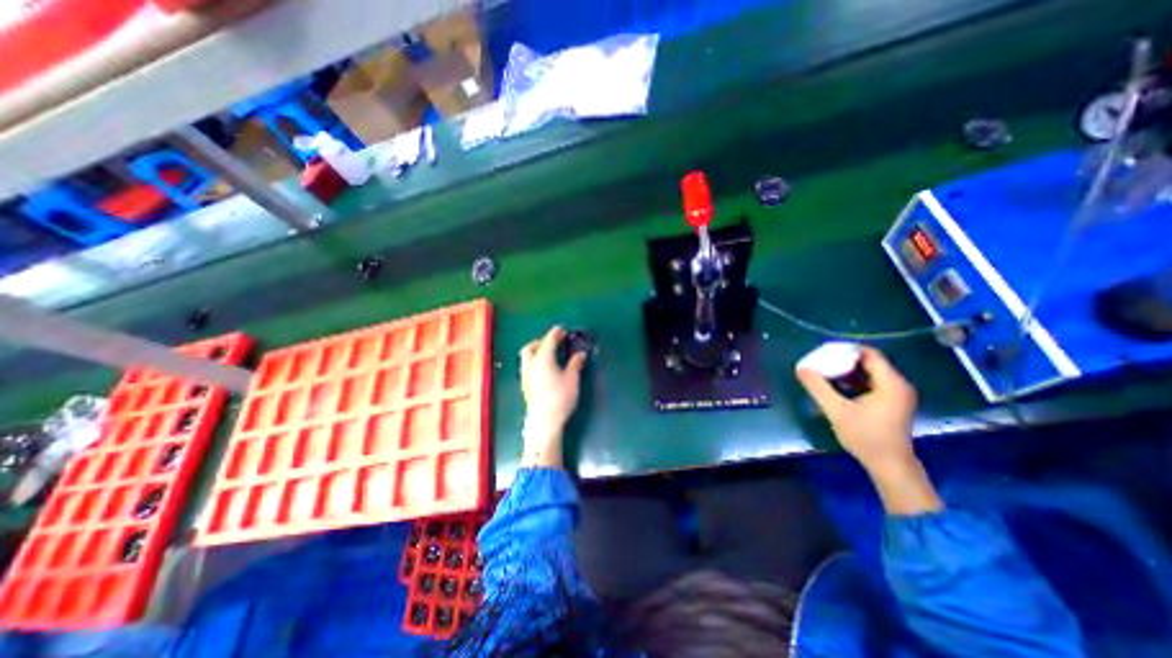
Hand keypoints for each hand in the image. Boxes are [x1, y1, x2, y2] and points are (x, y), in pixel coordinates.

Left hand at [517, 326, 585, 464]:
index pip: (548, 341)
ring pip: (526, 357)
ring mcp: (525, 375)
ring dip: (535, 351)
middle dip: (540, 341)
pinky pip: (527, 366)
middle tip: (553, 342)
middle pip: (530, 347)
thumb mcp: (572, 379)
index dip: (556, 333)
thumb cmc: (560, 397)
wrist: (544, 421)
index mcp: (543, 359)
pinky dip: (534, 362)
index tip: (562, 330)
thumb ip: (575, 364)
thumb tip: (580, 354)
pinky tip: (544, 369)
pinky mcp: (525, 385)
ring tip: (548, 355)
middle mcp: (530, 364)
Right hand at [797, 348, 940, 515]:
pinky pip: (872, 383)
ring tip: (825, 373)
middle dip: (844, 360)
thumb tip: (801, 368)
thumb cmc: (865, 437)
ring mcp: (897, 395)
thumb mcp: (836, 410)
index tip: (824, 352)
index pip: (869, 354)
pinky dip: (854, 382)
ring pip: (870, 373)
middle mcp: (898, 385)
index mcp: (890, 383)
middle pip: (869, 362)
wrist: (889, 466)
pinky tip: (837, 387)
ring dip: (847, 371)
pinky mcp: (893, 403)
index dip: (846, 349)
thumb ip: (818, 387)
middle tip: (821, 362)